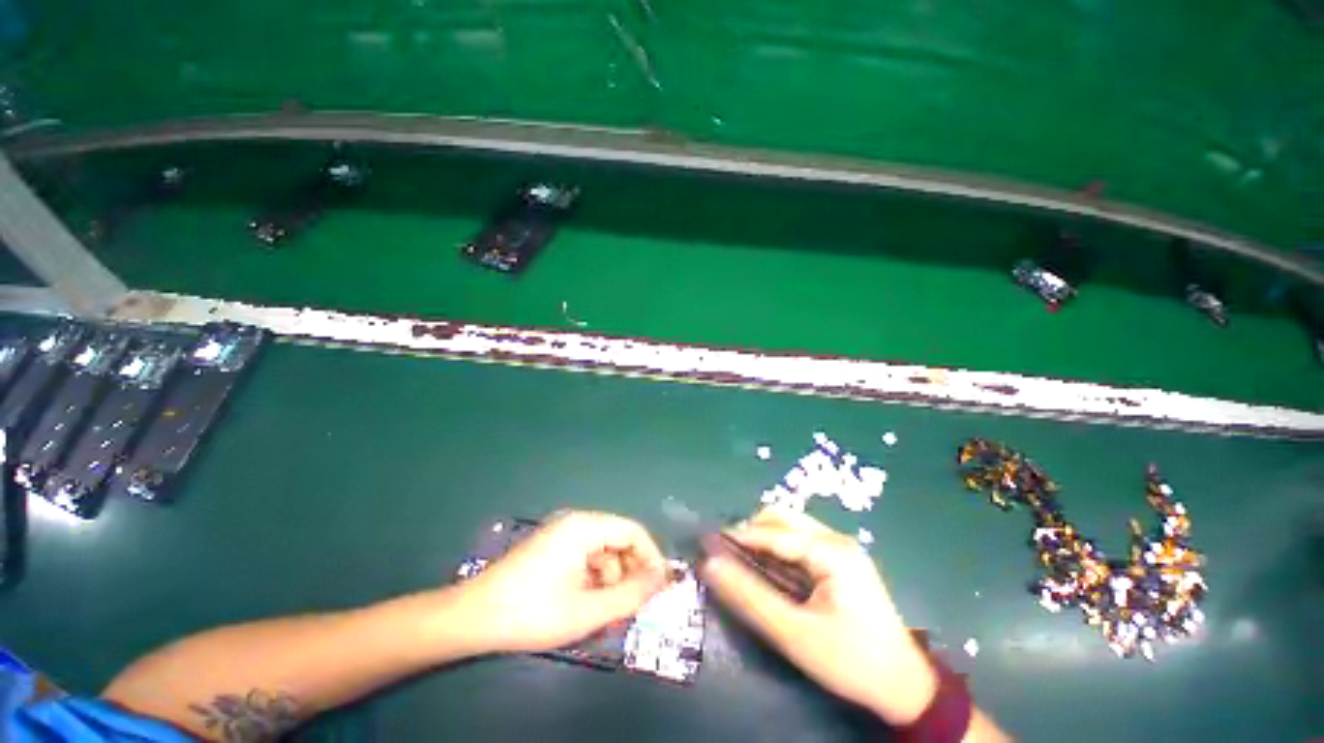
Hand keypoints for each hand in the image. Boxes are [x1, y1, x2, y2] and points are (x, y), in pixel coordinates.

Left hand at [460, 511, 669, 653]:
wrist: (472, 617)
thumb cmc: (531, 613)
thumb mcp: (586, 611)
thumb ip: (629, 595)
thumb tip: (661, 581)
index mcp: (586, 527)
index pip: (633, 532)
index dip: (651, 558)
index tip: (659, 588)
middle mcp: (577, 523)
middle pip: (619, 540)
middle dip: (630, 572)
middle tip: (633, 606)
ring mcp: (563, 534)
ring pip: (603, 551)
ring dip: (612, 579)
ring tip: (606, 612)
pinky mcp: (553, 548)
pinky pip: (587, 558)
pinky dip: (595, 579)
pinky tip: (587, 605)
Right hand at [700, 507, 938, 725]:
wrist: (904, 687)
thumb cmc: (850, 661)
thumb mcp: (794, 634)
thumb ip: (749, 597)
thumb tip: (710, 565)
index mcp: (832, 551)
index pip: (774, 532)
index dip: (738, 536)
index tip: (708, 543)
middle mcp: (837, 539)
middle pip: (783, 518)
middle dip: (751, 530)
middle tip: (727, 554)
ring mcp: (842, 547)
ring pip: (791, 525)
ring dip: (764, 536)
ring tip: (744, 560)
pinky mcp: (842, 560)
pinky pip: (801, 540)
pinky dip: (778, 547)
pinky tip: (769, 567)